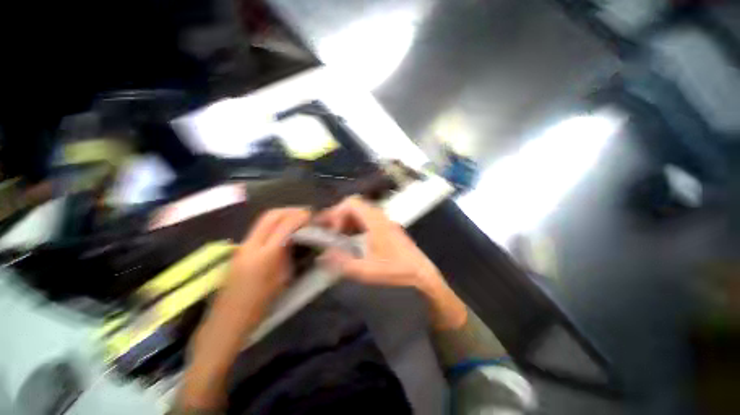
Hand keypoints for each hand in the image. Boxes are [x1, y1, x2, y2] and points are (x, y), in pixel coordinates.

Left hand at [223, 207, 312, 316]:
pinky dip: (275, 223)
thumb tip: (302, 239)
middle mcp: (251, 245)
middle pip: (272, 215)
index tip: (313, 216)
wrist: (227, 322)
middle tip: (305, 214)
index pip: (285, 224)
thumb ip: (292, 256)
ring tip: (297, 220)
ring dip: (283, 215)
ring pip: (264, 219)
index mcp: (266, 255)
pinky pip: (259, 228)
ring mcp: (242, 246)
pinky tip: (283, 231)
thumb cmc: (260, 307)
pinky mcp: (239, 249)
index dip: (301, 217)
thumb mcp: (283, 281)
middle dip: (291, 210)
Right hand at [317, 196, 466, 329]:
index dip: (337, 213)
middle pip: (355, 206)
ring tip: (339, 237)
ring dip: (348, 221)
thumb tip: (323, 255)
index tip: (332, 231)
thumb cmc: (396, 271)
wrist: (422, 275)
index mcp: (375, 221)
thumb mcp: (366, 271)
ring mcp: (385, 221)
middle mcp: (380, 217)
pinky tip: (353, 240)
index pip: (351, 203)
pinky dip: (357, 225)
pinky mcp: (388, 228)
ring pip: (361, 212)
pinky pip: (368, 220)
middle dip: (340, 216)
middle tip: (330, 232)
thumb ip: (342, 262)